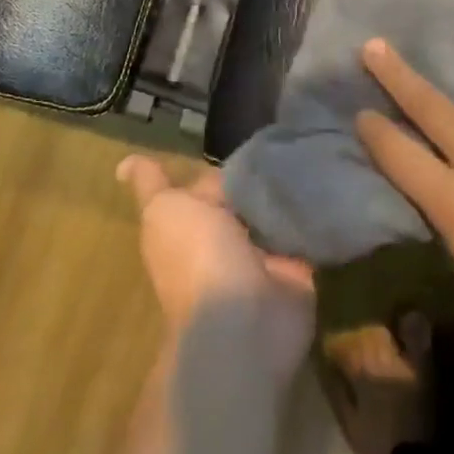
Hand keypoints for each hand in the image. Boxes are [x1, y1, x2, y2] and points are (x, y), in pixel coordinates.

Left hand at [118, 155, 315, 384]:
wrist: (244, 321)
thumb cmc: (197, 258)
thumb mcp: (166, 211)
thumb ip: (154, 186)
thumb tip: (126, 165)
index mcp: (188, 224)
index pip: (196, 185)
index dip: (205, 165)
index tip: (210, 136)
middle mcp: (223, 236)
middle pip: (241, 189)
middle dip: (257, 166)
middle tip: (281, 132)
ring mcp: (261, 252)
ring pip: (275, 204)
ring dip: (289, 180)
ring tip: (308, 145)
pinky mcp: (297, 264)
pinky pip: (307, 225)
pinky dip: (316, 205)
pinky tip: (327, 171)